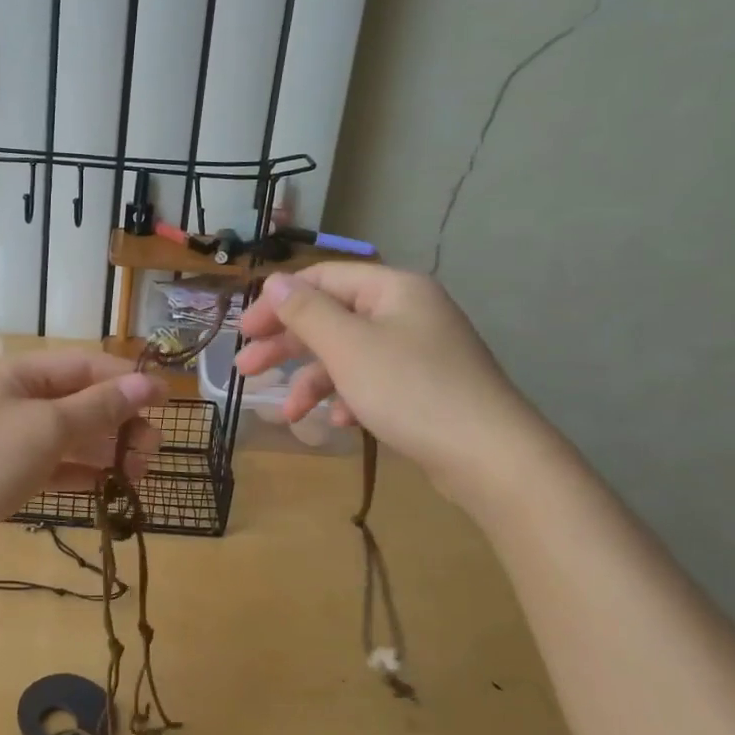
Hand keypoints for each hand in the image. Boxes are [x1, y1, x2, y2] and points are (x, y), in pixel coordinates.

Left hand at [0, 351, 164, 551]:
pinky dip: (79, 471)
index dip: (126, 380)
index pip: (82, 366)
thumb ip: (100, 406)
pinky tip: (108, 485)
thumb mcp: (48, 427)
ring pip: (65, 435)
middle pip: (76, 401)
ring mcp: (3, 438)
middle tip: (152, 449)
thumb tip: (147, 383)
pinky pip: (50, 464)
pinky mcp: (1, 474)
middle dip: (117, 421)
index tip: (167, 399)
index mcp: (14, 373)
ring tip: (139, 471)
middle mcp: (9, 399)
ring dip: (103, 449)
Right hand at [235, 265, 547, 504]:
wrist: (490, 456)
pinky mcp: (424, 387)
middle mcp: (407, 312)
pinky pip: (373, 381)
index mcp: (392, 289)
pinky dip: (348, 397)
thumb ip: (305, 311)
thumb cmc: (410, 390)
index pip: (322, 279)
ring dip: (313, 380)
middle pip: (332, 318)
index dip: (278, 302)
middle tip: (247, 368)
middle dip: (287, 345)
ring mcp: (419, 351)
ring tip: (287, 412)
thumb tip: (274, 280)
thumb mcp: (347, 347)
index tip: (245, 332)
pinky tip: (337, 422)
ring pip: (349, 355)